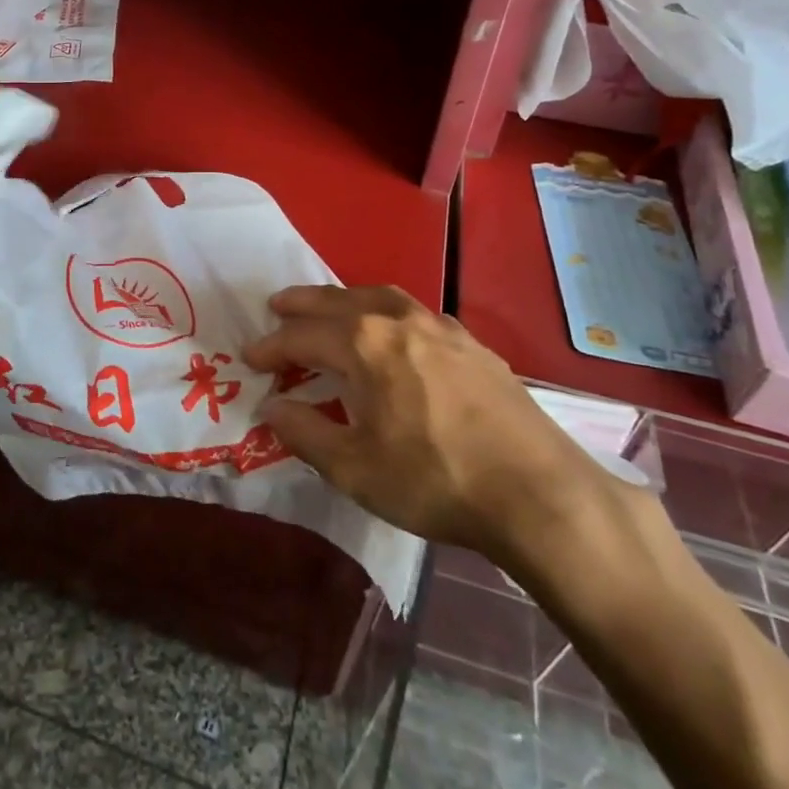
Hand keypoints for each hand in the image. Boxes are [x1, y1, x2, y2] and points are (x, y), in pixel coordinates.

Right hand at [243, 286, 635, 578]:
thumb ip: (305, 432)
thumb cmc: (434, 481)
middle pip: (336, 301)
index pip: (302, 336)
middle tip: (276, 306)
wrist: (538, 492)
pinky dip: (387, 312)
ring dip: (345, 299)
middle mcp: (397, 320)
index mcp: (363, 344)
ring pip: (379, 296)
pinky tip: (394, 331)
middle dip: (302, 305)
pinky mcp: (471, 343)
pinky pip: (414, 312)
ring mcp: (439, 327)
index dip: (271, 347)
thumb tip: (270, 407)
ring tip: (329, 307)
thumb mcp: (354, 468)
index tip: (250, 359)